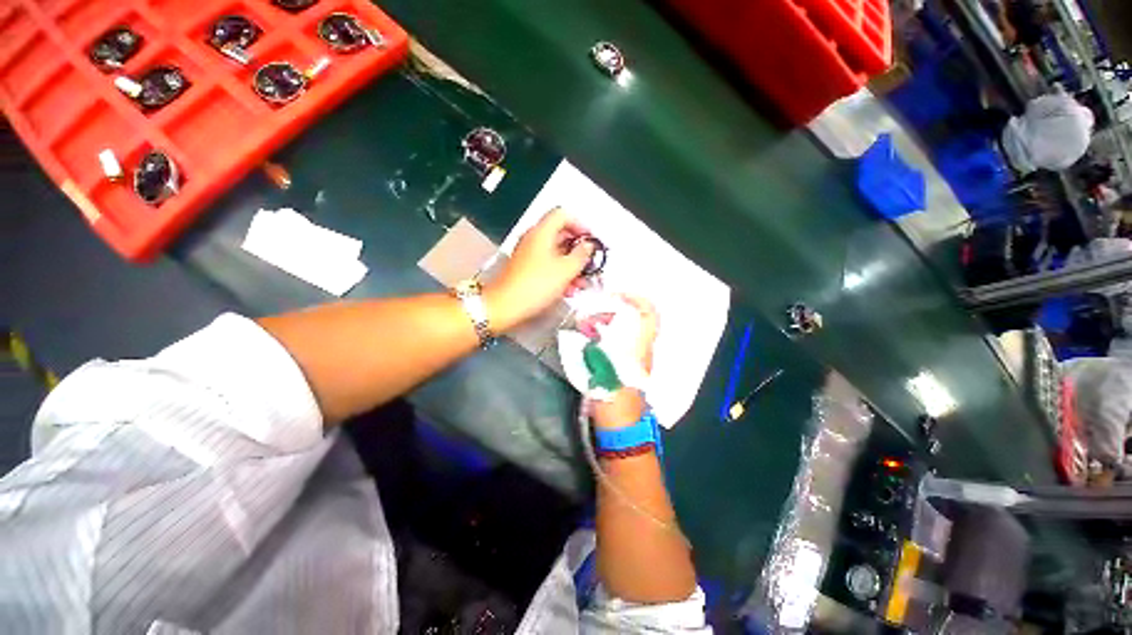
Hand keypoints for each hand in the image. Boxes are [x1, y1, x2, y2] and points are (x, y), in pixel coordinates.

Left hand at [485, 207, 593, 330]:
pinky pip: (547, 265)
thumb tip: (588, 246)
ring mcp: (528, 254)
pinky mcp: (525, 270)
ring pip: (555, 253)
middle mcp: (533, 239)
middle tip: (589, 261)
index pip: (562, 215)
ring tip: (581, 281)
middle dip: (577, 249)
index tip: (589, 240)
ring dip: (571, 265)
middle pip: (560, 235)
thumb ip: (581, 255)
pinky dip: (560, 273)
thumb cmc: (534, 286)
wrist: (506, 306)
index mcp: (541, 232)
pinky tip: (568, 288)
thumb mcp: (566, 270)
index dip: (579, 225)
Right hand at [593, 294, 658, 429]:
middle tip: (593, 310)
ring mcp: (636, 358)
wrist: (621, 429)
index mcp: (639, 348)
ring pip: (628, 329)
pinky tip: (591, 337)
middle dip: (616, 308)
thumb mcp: (601, 371)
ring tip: (588, 322)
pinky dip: (607, 333)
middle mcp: (642, 350)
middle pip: (637, 318)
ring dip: (610, 320)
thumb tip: (584, 324)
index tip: (615, 294)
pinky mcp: (628, 365)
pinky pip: (620, 340)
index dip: (637, 299)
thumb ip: (593, 345)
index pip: (650, 315)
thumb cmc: (613, 401)